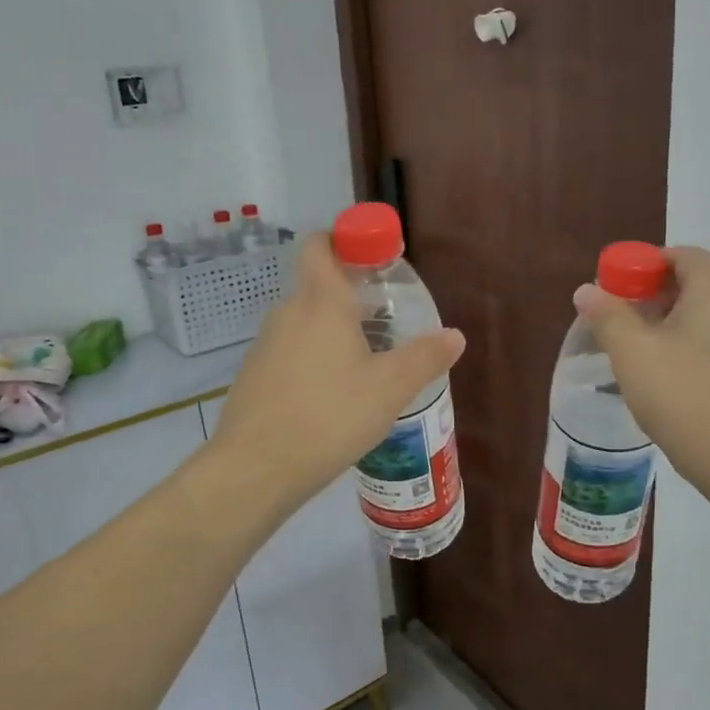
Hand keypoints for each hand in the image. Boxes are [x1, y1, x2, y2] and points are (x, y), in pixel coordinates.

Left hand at [210, 233, 465, 511]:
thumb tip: (455, 335)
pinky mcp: (254, 377)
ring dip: (334, 336)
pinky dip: (313, 364)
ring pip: (305, 326)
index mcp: (321, 302)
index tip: (374, 262)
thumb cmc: (330, 415)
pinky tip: (333, 401)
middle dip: (352, 300)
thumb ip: (425, 358)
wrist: (255, 468)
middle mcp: (288, 313)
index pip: (320, 244)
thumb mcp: (390, 388)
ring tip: (366, 370)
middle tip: (387, 327)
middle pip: (319, 288)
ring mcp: (265, 346)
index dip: (345, 240)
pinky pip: (290, 356)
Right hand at [574, 247, 709, 491]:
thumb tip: (588, 290)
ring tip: (637, 353)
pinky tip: (668, 376)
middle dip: (652, 296)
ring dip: (669, 323)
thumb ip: (607, 315)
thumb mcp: (632, 353)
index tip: (614, 292)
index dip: (642, 266)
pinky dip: (691, 344)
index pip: (681, 255)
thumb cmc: (685, 397)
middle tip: (619, 323)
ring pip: (706, 313)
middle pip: (694, 282)